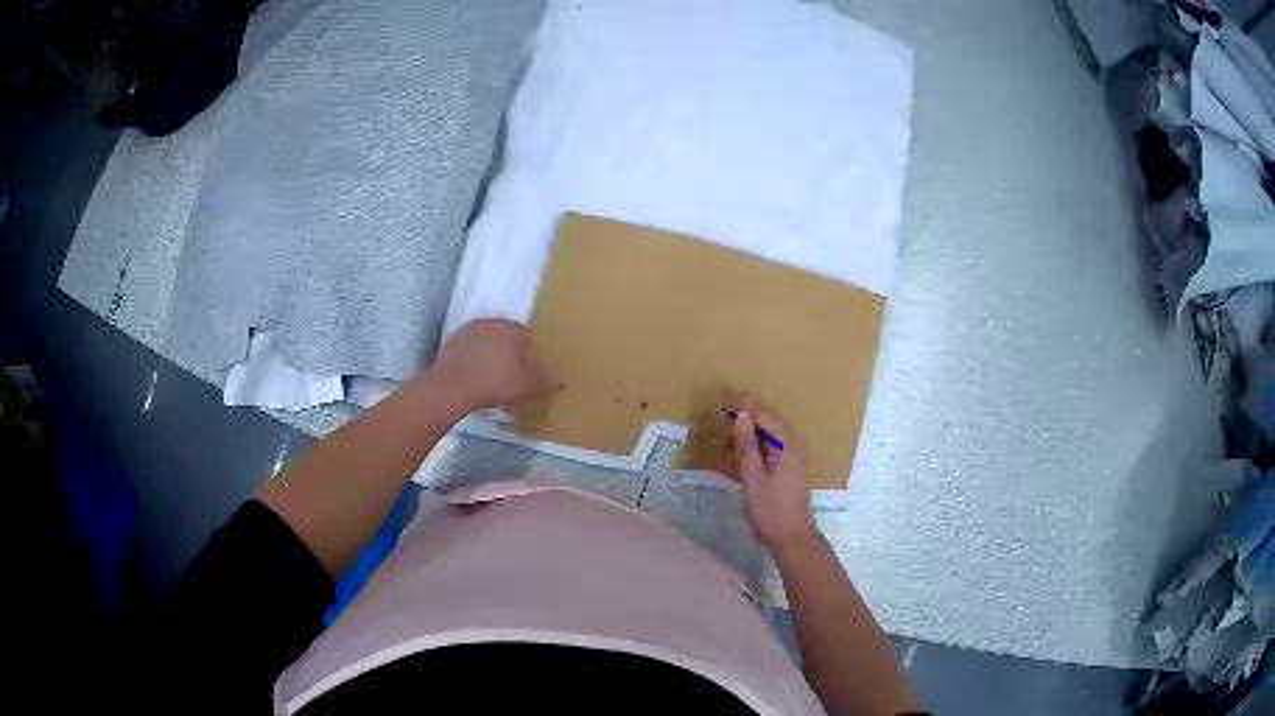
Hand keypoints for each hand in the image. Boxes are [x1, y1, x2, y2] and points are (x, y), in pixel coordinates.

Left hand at [432, 319, 556, 409]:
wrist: (452, 387)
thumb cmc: (496, 382)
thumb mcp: (528, 386)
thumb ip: (546, 381)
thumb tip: (560, 380)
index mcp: (512, 328)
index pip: (527, 338)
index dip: (529, 357)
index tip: (527, 375)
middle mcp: (490, 322)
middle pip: (506, 339)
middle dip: (509, 355)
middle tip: (510, 379)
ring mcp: (468, 330)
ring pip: (487, 344)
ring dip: (490, 357)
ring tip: (491, 381)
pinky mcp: (451, 342)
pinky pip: (470, 351)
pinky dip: (474, 362)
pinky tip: (474, 380)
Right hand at [727, 396, 817, 550]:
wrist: (792, 537)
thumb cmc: (770, 508)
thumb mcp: (753, 476)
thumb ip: (746, 445)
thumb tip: (741, 416)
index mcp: (786, 444)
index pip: (763, 415)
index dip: (744, 404)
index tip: (725, 393)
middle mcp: (792, 446)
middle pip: (767, 423)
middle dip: (746, 416)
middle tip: (723, 410)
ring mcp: (792, 458)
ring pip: (768, 436)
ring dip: (749, 433)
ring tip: (728, 435)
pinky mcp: (788, 470)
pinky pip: (770, 449)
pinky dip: (754, 447)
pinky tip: (740, 452)